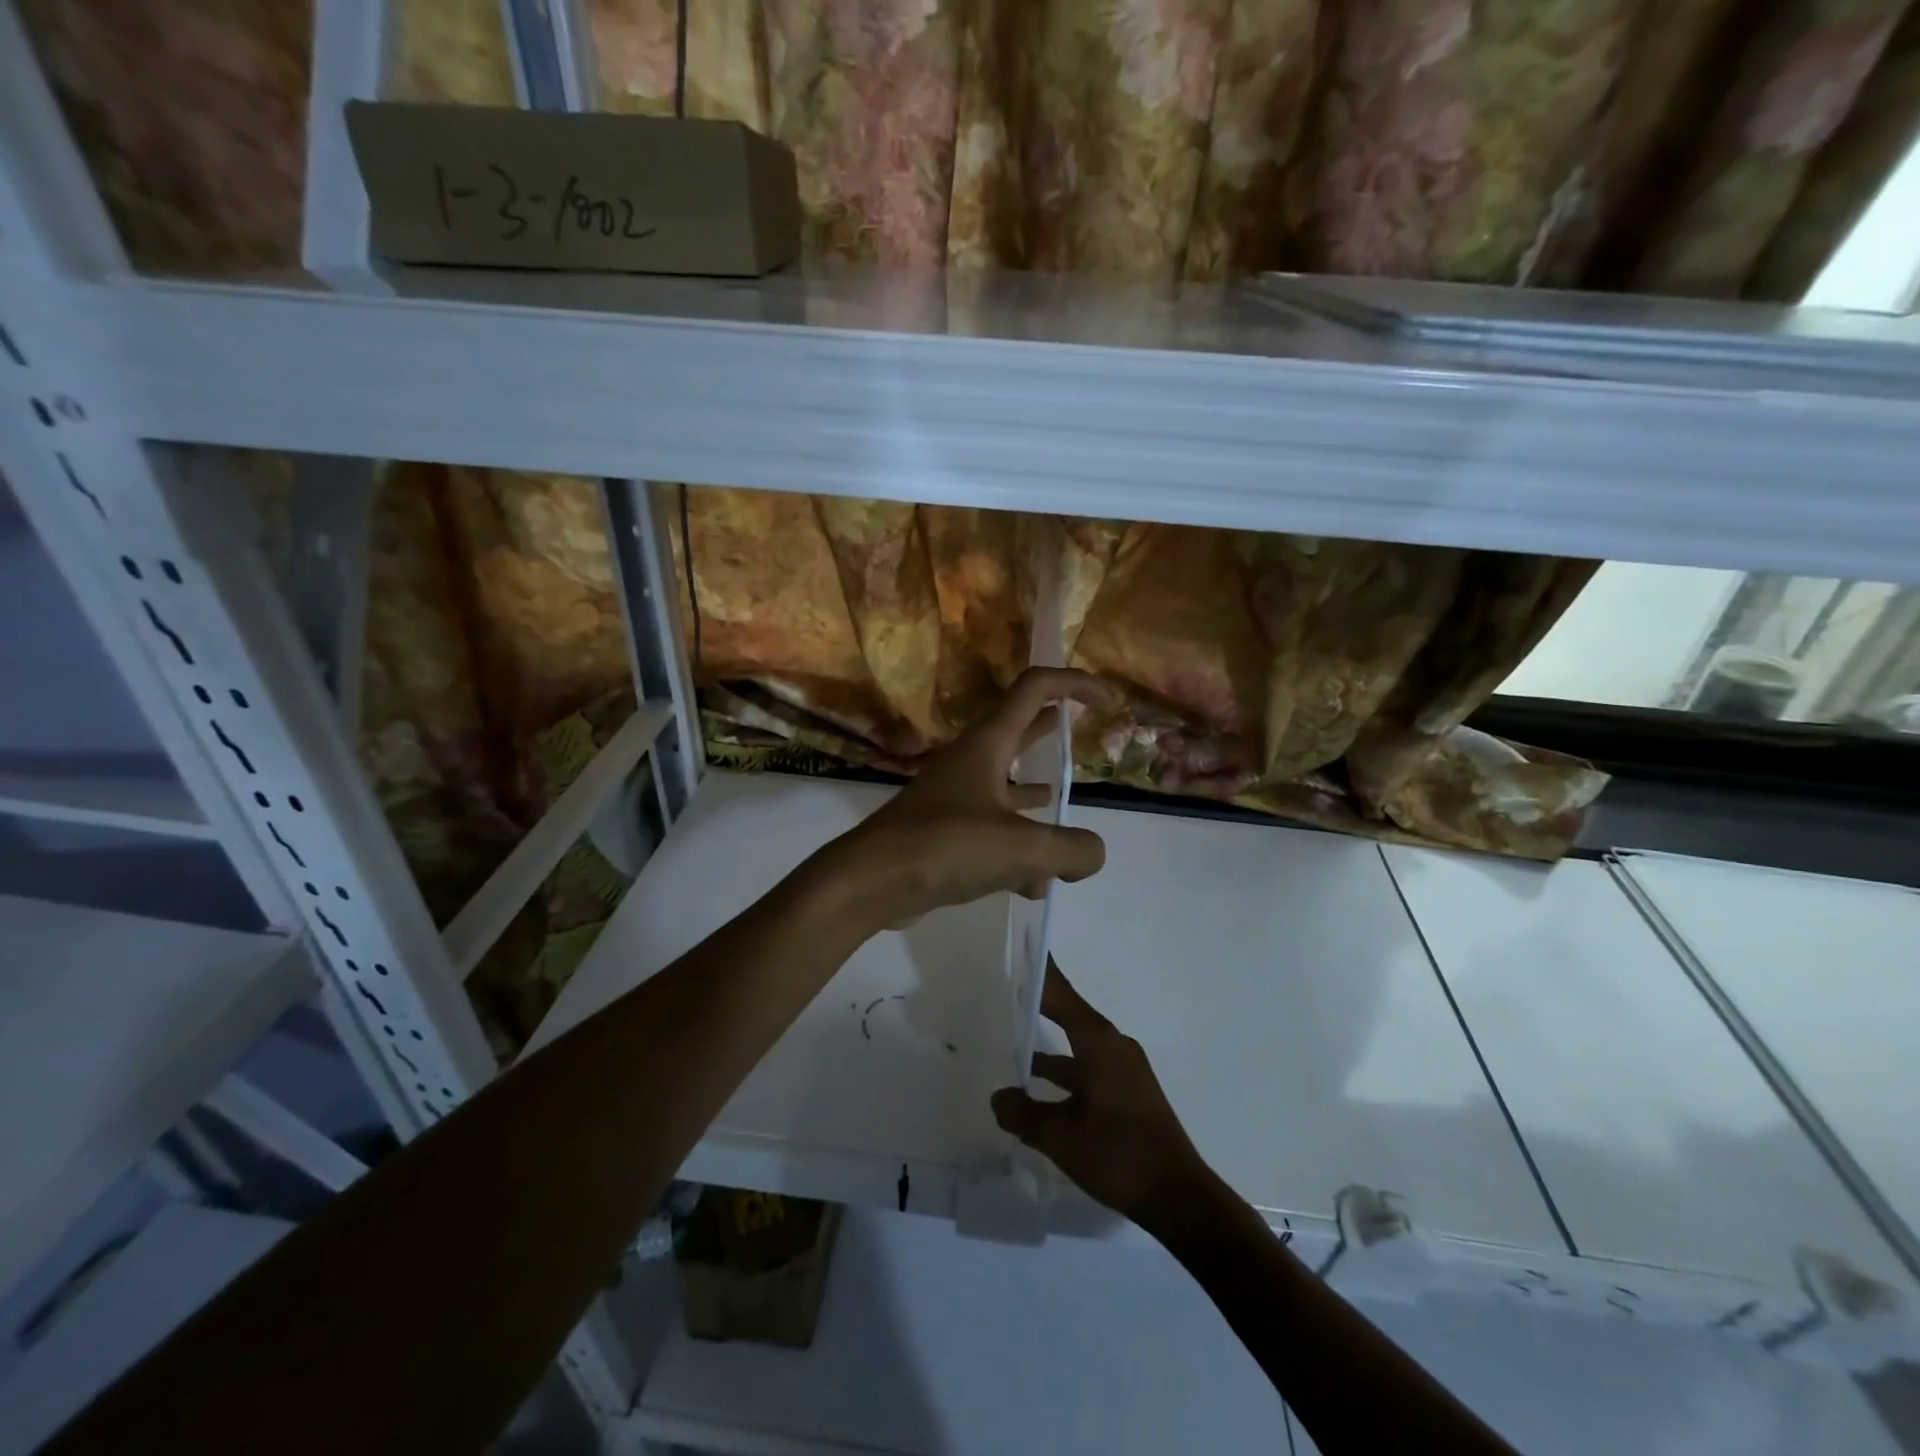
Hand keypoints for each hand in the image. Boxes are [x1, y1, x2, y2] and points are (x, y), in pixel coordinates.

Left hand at [829, 668, 1115, 927]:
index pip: (1034, 689)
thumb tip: (1093, 854)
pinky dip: (1016, 850)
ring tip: (1059, 801)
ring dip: (1032, 792)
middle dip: (1049, 728)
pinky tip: (1036, 884)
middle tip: (1078, 728)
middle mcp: (970, 763)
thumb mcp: (1021, 847)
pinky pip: (990, 832)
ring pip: (1004, 785)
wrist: (870, 882)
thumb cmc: (945, 846)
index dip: (1074, 684)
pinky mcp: (944, 834)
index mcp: (987, 745)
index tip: (1107, 702)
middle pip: (1017, 731)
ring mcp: (953, 798)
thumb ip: (1070, 849)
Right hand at [991, 960, 1209, 1227]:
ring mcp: (1122, 1069)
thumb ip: (1024, 1114)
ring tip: (1007, 1044)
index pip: (1061, 994)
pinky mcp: (1126, 1091)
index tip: (1018, 947)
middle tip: (1003, 990)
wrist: (1179, 1197)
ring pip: (1076, 1046)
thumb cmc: (1119, 1155)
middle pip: (1068, 1014)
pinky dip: (1062, 1072)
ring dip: (1046, 1046)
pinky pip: (1086, 1067)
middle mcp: (1112, 1046)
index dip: (1039, 971)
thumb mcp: (1061, 1137)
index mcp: (1099, 1042)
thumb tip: (997, 1097)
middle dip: (1037, 1003)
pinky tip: (1036, 1091)